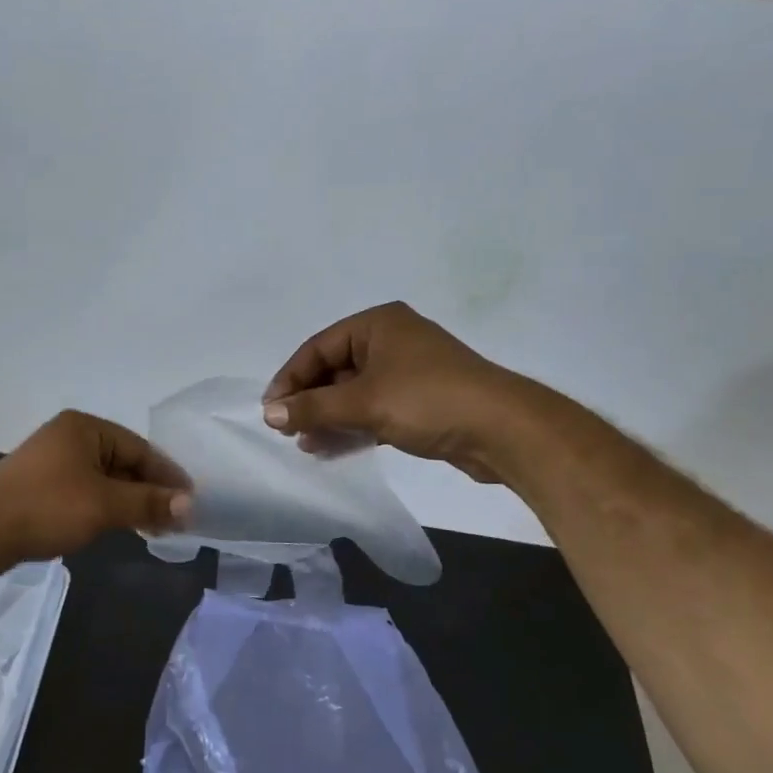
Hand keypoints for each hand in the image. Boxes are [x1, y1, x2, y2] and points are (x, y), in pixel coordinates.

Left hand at [0, 411, 191, 570]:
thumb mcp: (104, 505)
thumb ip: (147, 503)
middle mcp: (69, 437)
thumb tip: (189, 504)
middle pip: (123, 462)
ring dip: (128, 502)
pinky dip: (104, 507)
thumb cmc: (46, 507)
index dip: (167, 476)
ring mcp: (52, 462)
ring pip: (104, 480)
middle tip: (175, 519)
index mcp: (85, 428)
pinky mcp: (40, 486)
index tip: (191, 502)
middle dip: (148, 491)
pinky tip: (116, 527)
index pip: (140, 449)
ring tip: (153, 527)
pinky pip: (84, 492)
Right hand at [262, 302, 523, 481]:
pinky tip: (332, 448)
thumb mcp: (364, 402)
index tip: (271, 410)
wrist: (502, 430)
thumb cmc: (428, 400)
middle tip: (286, 430)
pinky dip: (352, 427)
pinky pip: (373, 410)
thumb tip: (269, 413)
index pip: (318, 347)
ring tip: (306, 445)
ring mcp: (407, 372)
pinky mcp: (419, 402)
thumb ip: (313, 407)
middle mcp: (391, 341)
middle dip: (310, 401)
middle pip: (334, 370)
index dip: (290, 378)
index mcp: (378, 324)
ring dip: (328, 418)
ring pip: (353, 393)